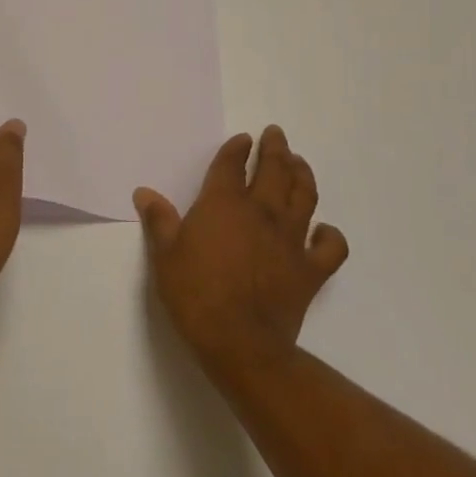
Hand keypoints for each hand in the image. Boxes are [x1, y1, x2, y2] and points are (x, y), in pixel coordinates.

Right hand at [136, 126, 347, 369]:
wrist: (239, 342)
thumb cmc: (194, 294)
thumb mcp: (164, 254)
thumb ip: (158, 220)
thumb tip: (144, 193)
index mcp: (224, 204)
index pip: (232, 164)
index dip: (236, 148)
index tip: (241, 139)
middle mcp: (261, 212)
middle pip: (274, 170)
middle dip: (275, 148)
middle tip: (276, 134)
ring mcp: (291, 239)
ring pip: (304, 196)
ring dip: (302, 174)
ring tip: (299, 163)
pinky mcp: (311, 269)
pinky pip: (331, 246)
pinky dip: (330, 234)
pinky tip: (322, 230)